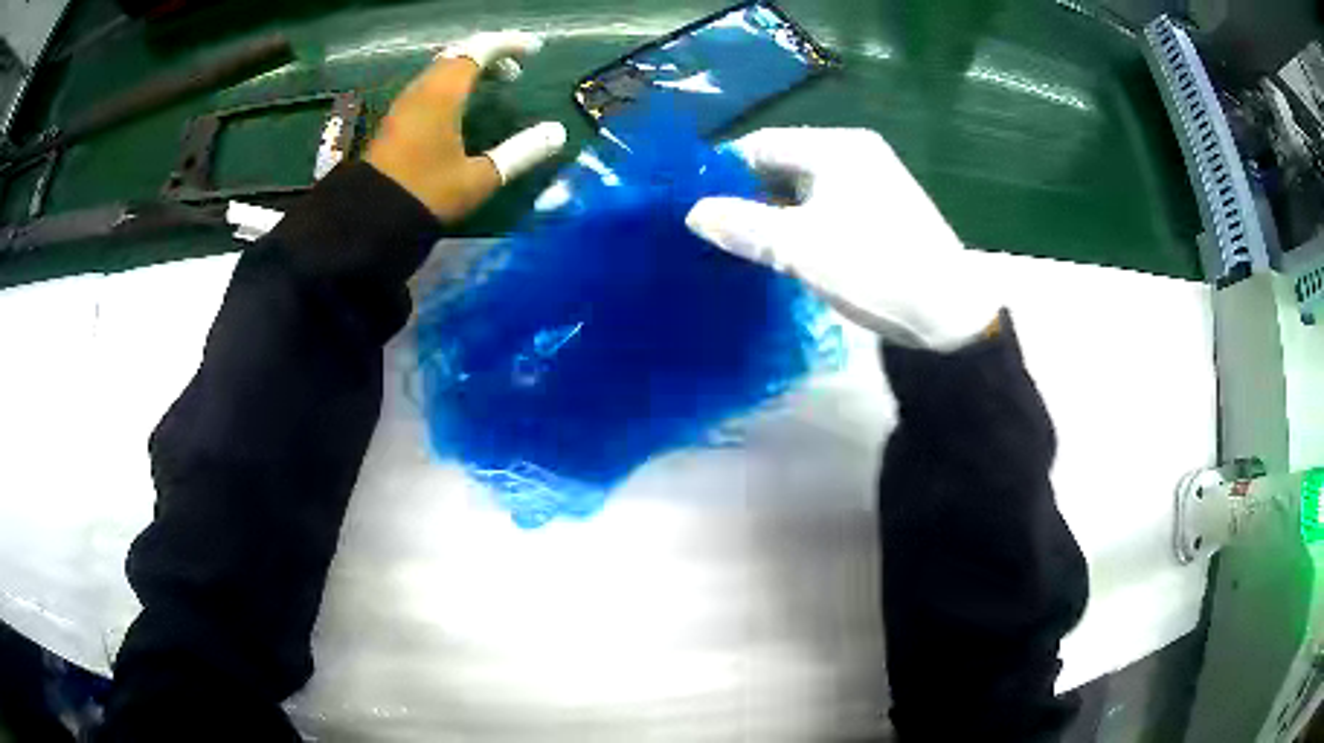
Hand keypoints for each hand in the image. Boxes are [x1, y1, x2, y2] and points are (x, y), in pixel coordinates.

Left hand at [365, 31, 567, 221]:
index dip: (509, 44)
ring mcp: (405, 103)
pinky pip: (430, 84)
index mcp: (443, 94)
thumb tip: (557, 133)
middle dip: (490, 52)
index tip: (534, 49)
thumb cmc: (426, 194)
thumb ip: (520, 153)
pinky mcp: (397, 119)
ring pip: (442, 68)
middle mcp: (422, 89)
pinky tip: (463, 103)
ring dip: (470, 67)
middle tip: (516, 66)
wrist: (369, 220)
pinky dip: (453, 82)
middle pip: (459, 53)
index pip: (479, 49)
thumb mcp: (479, 178)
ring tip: (495, 81)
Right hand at [685, 128, 1001, 350]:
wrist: (949, 313)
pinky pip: (823, 206)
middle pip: (782, 163)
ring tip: (734, 239)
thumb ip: (741, 225)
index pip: (762, 144)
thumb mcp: (800, 247)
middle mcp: (854, 154)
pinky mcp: (879, 211)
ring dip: (769, 209)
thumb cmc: (875, 267)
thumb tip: (693, 213)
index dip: (722, 168)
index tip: (690, 198)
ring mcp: (870, 182)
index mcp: (836, 148)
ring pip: (802, 187)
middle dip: (744, 191)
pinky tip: (777, 247)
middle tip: (709, 224)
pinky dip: (796, 222)